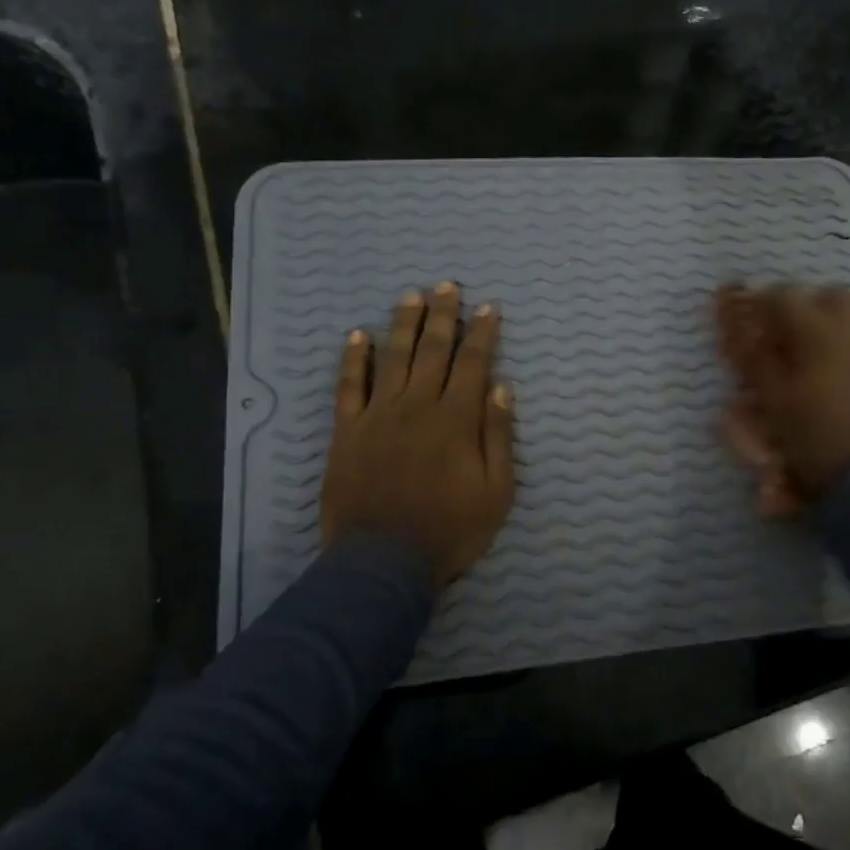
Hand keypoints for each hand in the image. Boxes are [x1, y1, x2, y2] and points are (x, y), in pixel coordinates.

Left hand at [321, 282, 516, 588]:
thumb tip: (501, 389)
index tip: (488, 308)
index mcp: (456, 420)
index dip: (482, 334)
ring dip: (403, 325)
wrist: (383, 562)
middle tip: (447, 286)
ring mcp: (378, 416)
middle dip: (443, 316)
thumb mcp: (496, 491)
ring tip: (411, 296)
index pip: (473, 364)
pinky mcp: (347, 432)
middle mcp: (417, 406)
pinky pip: (349, 387)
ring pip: (393, 358)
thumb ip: (498, 437)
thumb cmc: (450, 530)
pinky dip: (353, 360)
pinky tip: (357, 336)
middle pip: (433, 351)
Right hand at [714, 283, 849, 514]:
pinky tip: (849, 388)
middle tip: (788, 335)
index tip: (751, 317)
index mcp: (818, 334)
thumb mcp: (774, 405)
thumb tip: (745, 335)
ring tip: (818, 365)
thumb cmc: (816, 442)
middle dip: (807, 308)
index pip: (785, 297)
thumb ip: (758, 363)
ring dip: (833, 333)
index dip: (763, 302)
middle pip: (830, 297)